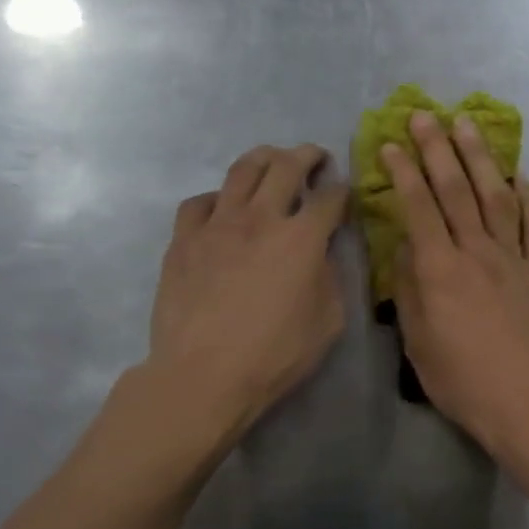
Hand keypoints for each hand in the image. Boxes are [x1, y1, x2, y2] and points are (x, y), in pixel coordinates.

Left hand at [147, 144, 350, 440]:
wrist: (205, 373)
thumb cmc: (274, 354)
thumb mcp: (327, 322)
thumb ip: (330, 279)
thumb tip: (322, 256)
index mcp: (302, 238)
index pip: (330, 198)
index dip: (343, 191)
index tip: (345, 194)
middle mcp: (261, 218)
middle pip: (286, 166)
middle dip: (307, 155)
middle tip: (314, 158)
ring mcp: (217, 224)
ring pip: (242, 170)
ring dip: (263, 158)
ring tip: (271, 161)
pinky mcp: (184, 239)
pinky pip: (200, 202)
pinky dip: (218, 198)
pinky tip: (222, 208)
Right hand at [383, 111, 528, 454]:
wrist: (524, 404)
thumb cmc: (460, 379)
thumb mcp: (417, 340)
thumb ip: (409, 287)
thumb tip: (406, 246)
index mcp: (440, 270)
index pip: (419, 207)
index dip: (404, 171)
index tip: (392, 143)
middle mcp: (477, 252)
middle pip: (456, 189)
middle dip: (438, 148)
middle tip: (425, 115)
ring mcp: (513, 259)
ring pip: (496, 196)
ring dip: (480, 158)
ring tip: (468, 125)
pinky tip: (521, 177)